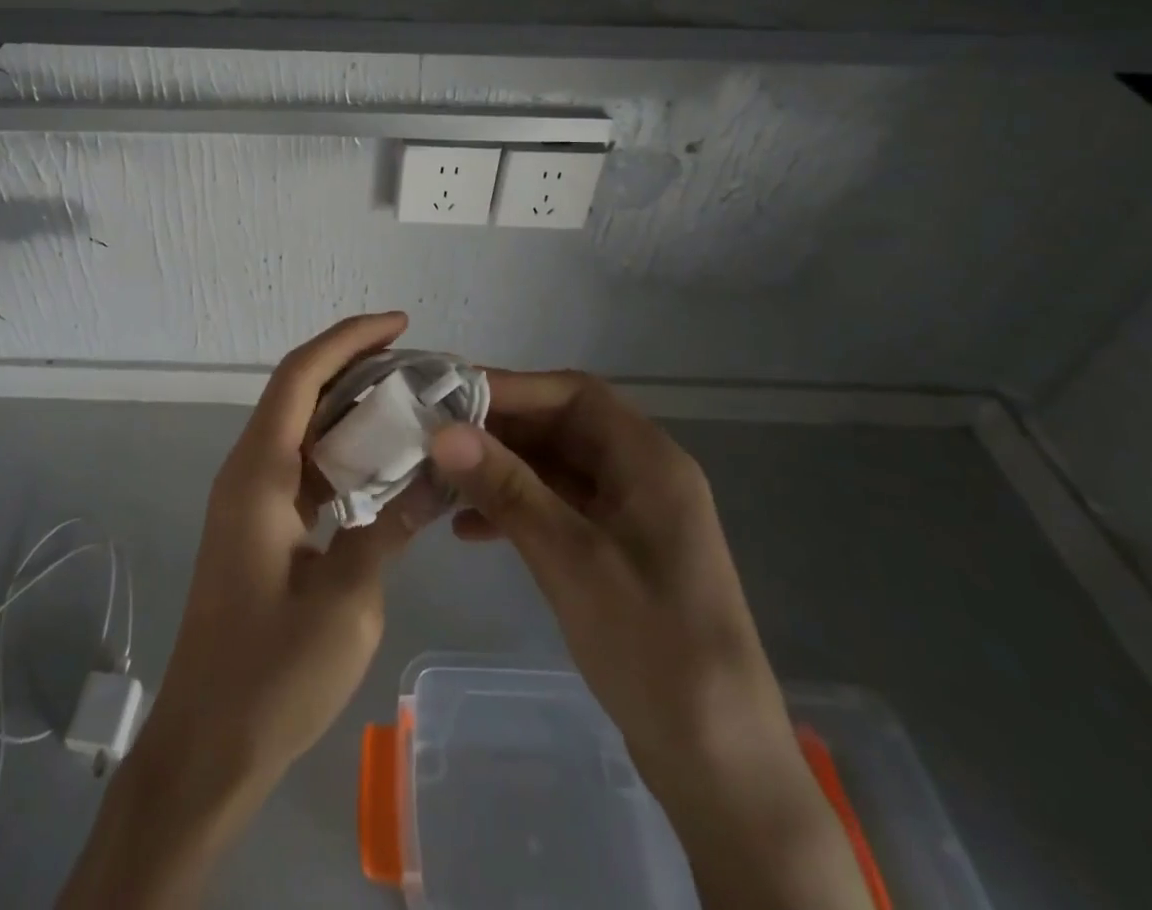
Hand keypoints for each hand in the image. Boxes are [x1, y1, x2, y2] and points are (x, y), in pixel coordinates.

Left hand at [62, 313, 433, 909]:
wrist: (206, 749)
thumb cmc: (270, 675)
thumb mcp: (348, 601)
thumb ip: (390, 527)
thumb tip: (436, 477)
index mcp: (258, 474)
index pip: (300, 376)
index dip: (348, 339)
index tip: (400, 324)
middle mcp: (247, 472)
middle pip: (298, 392)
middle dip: (354, 365)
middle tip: (417, 363)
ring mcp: (249, 500)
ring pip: (301, 428)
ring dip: (349, 407)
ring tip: (409, 401)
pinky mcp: (258, 528)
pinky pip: (302, 466)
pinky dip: (341, 451)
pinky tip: (382, 463)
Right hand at [428, 371, 871, 909]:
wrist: (718, 765)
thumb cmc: (653, 646)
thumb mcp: (572, 559)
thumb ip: (507, 489)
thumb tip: (443, 431)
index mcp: (648, 460)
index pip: (573, 393)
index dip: (511, 387)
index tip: (448, 397)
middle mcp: (641, 474)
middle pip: (560, 427)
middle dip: (497, 430)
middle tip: (433, 437)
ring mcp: (629, 515)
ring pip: (554, 468)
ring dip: (500, 470)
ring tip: (441, 481)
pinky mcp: (615, 552)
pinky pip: (557, 508)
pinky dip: (515, 510)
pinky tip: (468, 530)